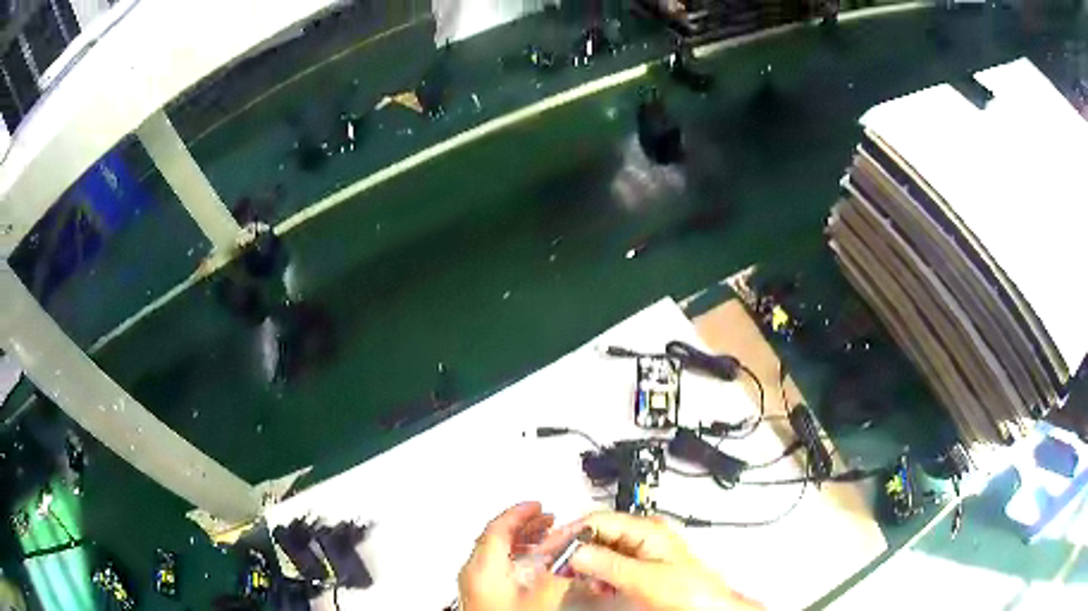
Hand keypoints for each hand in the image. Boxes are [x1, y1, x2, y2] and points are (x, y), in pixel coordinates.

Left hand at [458, 502, 578, 610]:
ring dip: (521, 542)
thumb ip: (557, 572)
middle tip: (545, 519)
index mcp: (483, 566)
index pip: (498, 527)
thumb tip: (575, 558)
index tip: (537, 505)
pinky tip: (533, 566)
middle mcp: (473, 572)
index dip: (520, 512)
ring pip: (495, 551)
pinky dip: (514, 558)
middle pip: (496, 536)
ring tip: (545, 539)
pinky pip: (495, 566)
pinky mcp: (478, 595)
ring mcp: (473, 583)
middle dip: (524, 525)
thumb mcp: (541, 596)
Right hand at [570, 512, 762, 610]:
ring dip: (587, 564)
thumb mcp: (644, 578)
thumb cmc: (688, 591)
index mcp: (647, 528)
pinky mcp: (640, 565)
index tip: (549, 547)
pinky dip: (598, 574)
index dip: (571, 532)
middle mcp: (643, 534)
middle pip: (598, 532)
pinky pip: (610, 563)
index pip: (599, 520)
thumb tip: (575, 550)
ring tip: (583, 579)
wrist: (708, 608)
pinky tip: (599, 586)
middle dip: (577, 549)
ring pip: (601, 549)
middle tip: (557, 564)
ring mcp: (642, 550)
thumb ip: (608, 563)